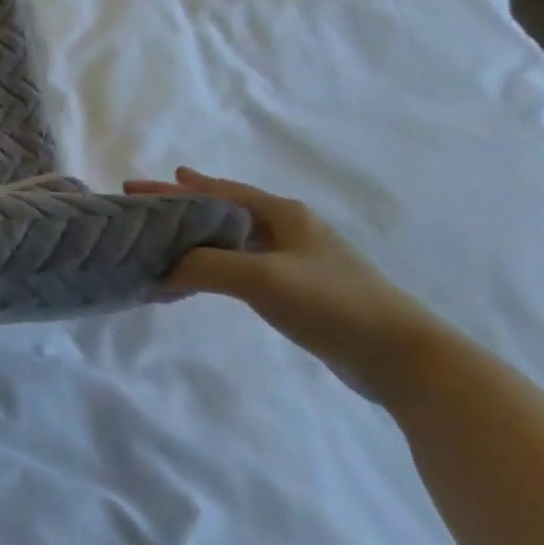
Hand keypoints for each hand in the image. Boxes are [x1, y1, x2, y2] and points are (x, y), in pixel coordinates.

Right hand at [125, 167, 443, 399]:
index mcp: (283, 214)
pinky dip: (212, 263)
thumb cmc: (332, 303)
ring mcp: (297, 260)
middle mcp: (289, 229)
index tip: (139, 186)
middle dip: (181, 207)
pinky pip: (242, 265)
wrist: (404, 358)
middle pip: (221, 210)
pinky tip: (198, 275)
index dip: (178, 188)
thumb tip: (160, 271)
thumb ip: (205, 267)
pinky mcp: (300, 291)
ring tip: (164, 238)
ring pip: (231, 238)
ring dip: (195, 236)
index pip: (218, 191)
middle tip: (143, 205)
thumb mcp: (261, 278)